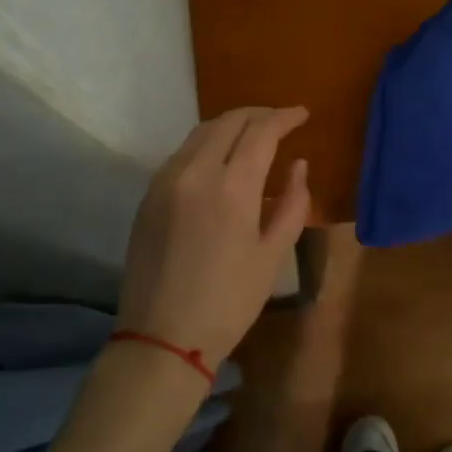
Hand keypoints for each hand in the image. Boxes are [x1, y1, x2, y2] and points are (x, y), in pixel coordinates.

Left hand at [118, 107, 311, 376]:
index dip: (284, 117)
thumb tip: (298, 165)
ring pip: (201, 132)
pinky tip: (221, 159)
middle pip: (228, 121)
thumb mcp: (273, 255)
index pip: (261, 132)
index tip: (302, 114)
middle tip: (281, 121)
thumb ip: (292, 204)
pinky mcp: (149, 194)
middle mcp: (194, 171)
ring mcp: (165, 180)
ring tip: (254, 135)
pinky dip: (208, 143)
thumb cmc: (229, 301)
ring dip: (231, 125)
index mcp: (231, 187)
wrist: (162, 337)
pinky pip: (182, 153)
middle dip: (258, 114)